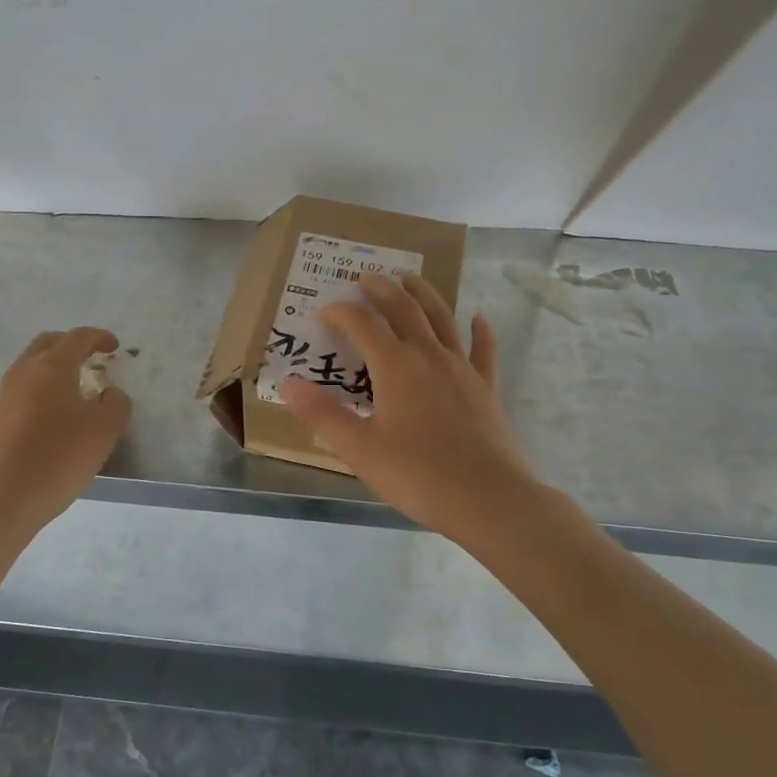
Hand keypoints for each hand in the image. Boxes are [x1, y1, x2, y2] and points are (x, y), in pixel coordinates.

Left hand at [0, 328, 130, 531]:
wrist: (7, 497)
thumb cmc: (60, 457)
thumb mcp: (104, 430)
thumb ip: (116, 404)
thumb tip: (109, 393)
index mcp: (52, 367)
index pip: (78, 337)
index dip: (99, 337)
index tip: (114, 347)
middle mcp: (24, 371)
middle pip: (49, 343)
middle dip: (72, 344)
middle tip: (92, 358)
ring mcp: (6, 394)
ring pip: (32, 364)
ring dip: (55, 366)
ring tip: (76, 385)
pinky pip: (23, 387)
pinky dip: (42, 386)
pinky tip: (56, 412)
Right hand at [279, 273, 538, 544]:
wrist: (488, 500)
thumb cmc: (418, 475)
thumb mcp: (359, 449)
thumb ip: (322, 415)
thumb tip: (288, 384)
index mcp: (396, 367)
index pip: (363, 325)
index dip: (341, 313)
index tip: (324, 312)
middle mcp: (429, 357)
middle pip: (404, 310)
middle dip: (382, 290)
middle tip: (366, 276)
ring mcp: (462, 370)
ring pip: (442, 320)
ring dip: (424, 295)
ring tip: (410, 278)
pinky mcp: (486, 389)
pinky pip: (483, 351)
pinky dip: (480, 331)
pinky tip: (479, 318)